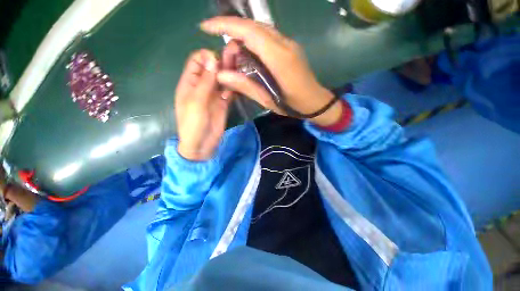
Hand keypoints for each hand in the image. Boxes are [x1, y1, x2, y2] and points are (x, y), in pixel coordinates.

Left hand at [175, 50, 231, 160]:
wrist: (201, 144)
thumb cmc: (193, 124)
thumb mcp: (196, 102)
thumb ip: (205, 82)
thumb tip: (213, 60)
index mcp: (190, 83)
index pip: (197, 61)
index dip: (207, 57)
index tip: (219, 60)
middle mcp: (203, 86)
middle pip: (212, 68)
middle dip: (222, 61)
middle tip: (237, 54)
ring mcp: (215, 95)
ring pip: (223, 79)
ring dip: (231, 72)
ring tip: (242, 65)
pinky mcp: (224, 103)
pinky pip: (229, 91)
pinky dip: (234, 86)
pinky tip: (241, 82)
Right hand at [201, 17, 342, 126]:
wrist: (314, 101)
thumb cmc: (292, 105)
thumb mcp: (268, 101)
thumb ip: (246, 86)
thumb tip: (222, 75)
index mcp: (279, 59)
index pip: (249, 31)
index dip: (225, 25)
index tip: (206, 27)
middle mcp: (284, 44)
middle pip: (252, 26)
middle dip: (231, 36)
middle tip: (226, 62)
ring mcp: (288, 43)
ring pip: (259, 30)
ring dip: (241, 40)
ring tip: (235, 62)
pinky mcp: (289, 47)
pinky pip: (266, 37)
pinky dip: (252, 43)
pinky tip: (248, 58)